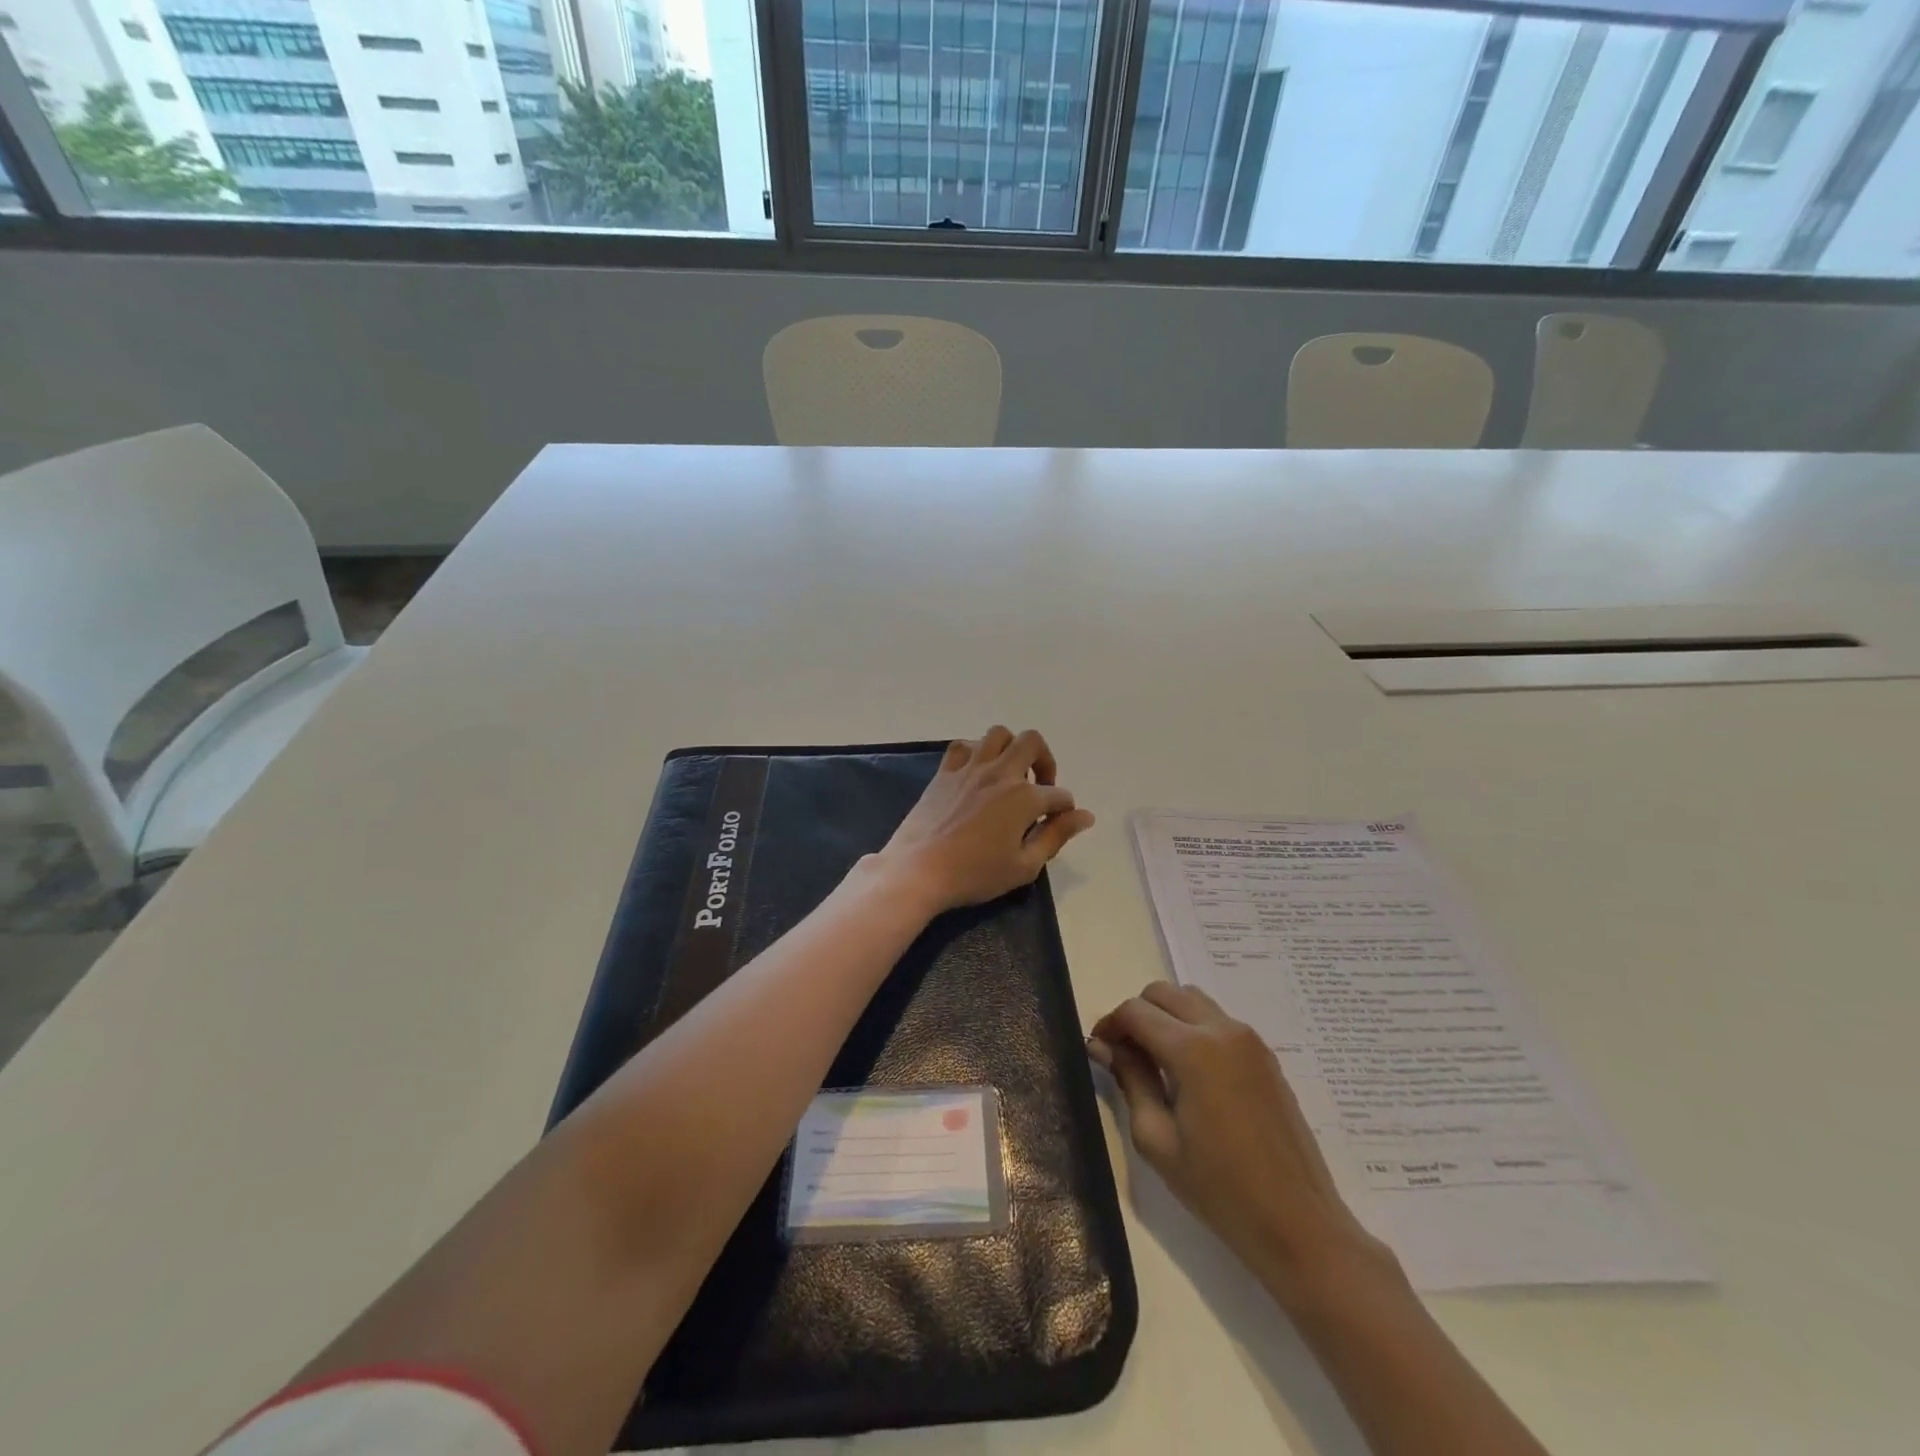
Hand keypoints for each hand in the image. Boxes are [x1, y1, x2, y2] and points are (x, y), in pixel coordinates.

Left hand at [876, 727, 1095, 915]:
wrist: (919, 870)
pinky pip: (964, 746)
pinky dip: (976, 752)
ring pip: (999, 734)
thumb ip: (1056, 836)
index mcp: (1024, 798)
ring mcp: (970, 768)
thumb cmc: (975, 874)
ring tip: (1010, 774)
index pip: (1059, 795)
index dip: (1064, 811)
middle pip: (1033, 743)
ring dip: (1011, 748)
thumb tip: (1085, 816)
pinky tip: (977, 773)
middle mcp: (1000, 773)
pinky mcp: (945, 772)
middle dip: (1045, 761)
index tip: (1056, 825)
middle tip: (1039, 787)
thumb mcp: (1024, 866)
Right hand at [1090, 983, 1396, 1304]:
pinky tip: (1189, 1073)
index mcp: (1192, 1049)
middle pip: (1164, 993)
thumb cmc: (1219, 1189)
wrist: (1298, 1224)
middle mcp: (1222, 1030)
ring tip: (1156, 1062)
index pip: (1136, 1011)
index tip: (1099, 1051)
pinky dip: (1192, 1028)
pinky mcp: (1265, 1056)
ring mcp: (1249, 1040)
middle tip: (1124, 1054)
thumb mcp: (1157, 1139)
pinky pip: (1217, 1021)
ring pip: (1192, 1000)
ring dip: (1166, 1017)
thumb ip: (1130, 1080)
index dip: (1110, 1025)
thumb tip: (1104, 1046)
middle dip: (1137, 1015)